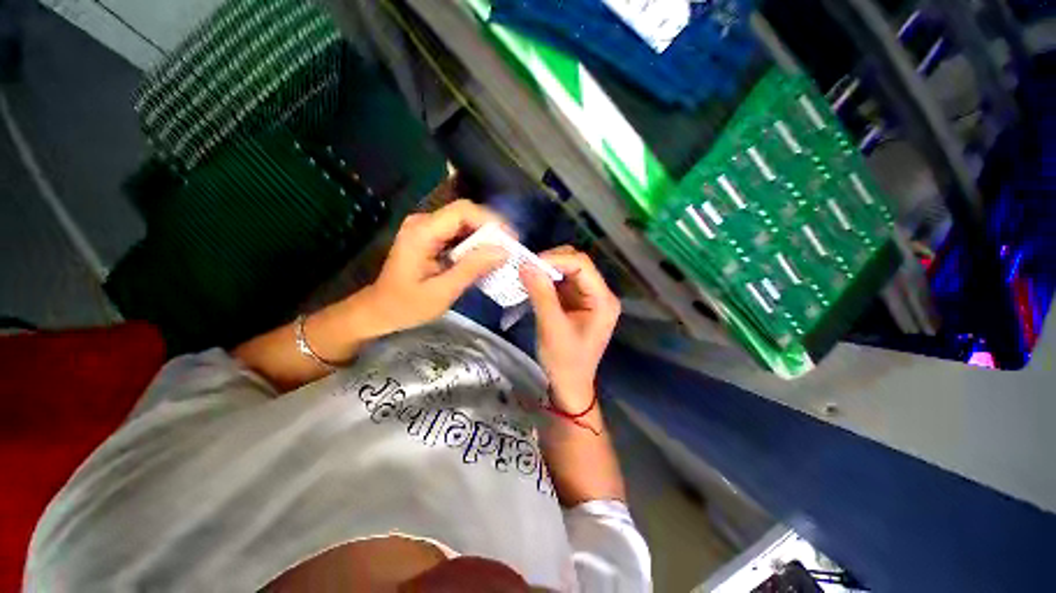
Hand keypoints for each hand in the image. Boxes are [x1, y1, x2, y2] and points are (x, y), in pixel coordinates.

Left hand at [362, 200, 508, 333]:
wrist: (379, 310)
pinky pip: (458, 233)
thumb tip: (503, 251)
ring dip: (484, 236)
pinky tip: (484, 258)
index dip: (490, 220)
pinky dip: (474, 243)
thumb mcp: (443, 291)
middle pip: (465, 213)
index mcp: (422, 232)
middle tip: (510, 249)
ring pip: (464, 222)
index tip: (510, 239)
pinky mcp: (430, 237)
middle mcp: (423, 223)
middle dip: (491, 229)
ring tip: (502, 254)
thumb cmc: (407, 306)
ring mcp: (425, 228)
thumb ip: (472, 269)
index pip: (462, 211)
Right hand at [520, 246, 620, 412]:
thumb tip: (525, 264)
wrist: (569, 386)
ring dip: (546, 271)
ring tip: (525, 276)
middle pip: (576, 264)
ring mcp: (588, 298)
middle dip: (550, 263)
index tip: (528, 264)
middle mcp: (599, 294)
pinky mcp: (576, 303)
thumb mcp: (551, 327)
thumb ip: (541, 294)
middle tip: (526, 270)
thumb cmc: (565, 362)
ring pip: (567, 271)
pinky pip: (561, 283)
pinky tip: (532, 285)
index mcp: (603, 300)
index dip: (555, 259)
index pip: (581, 264)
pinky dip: (545, 281)